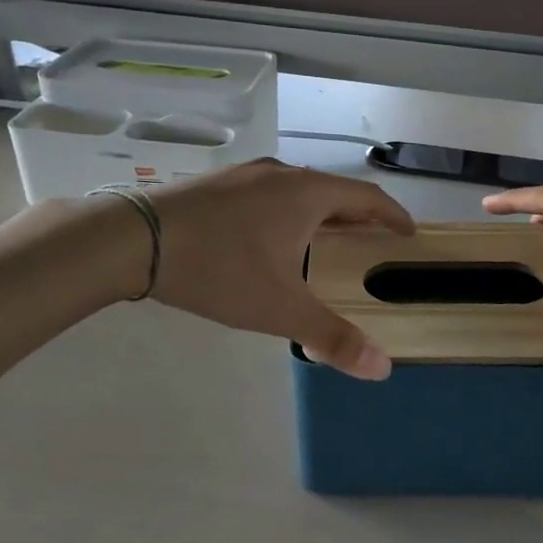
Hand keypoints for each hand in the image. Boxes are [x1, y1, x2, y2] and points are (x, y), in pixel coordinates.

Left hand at [147, 160, 415, 380]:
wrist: (134, 238)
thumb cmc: (220, 268)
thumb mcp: (279, 308)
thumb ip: (332, 337)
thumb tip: (382, 368)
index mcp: (308, 194)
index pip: (367, 197)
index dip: (393, 215)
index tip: (408, 232)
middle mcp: (282, 174)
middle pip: (334, 191)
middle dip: (358, 216)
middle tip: (371, 241)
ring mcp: (245, 174)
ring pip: (298, 190)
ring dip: (320, 213)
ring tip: (324, 239)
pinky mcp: (216, 184)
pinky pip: (268, 194)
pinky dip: (287, 212)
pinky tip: (269, 237)